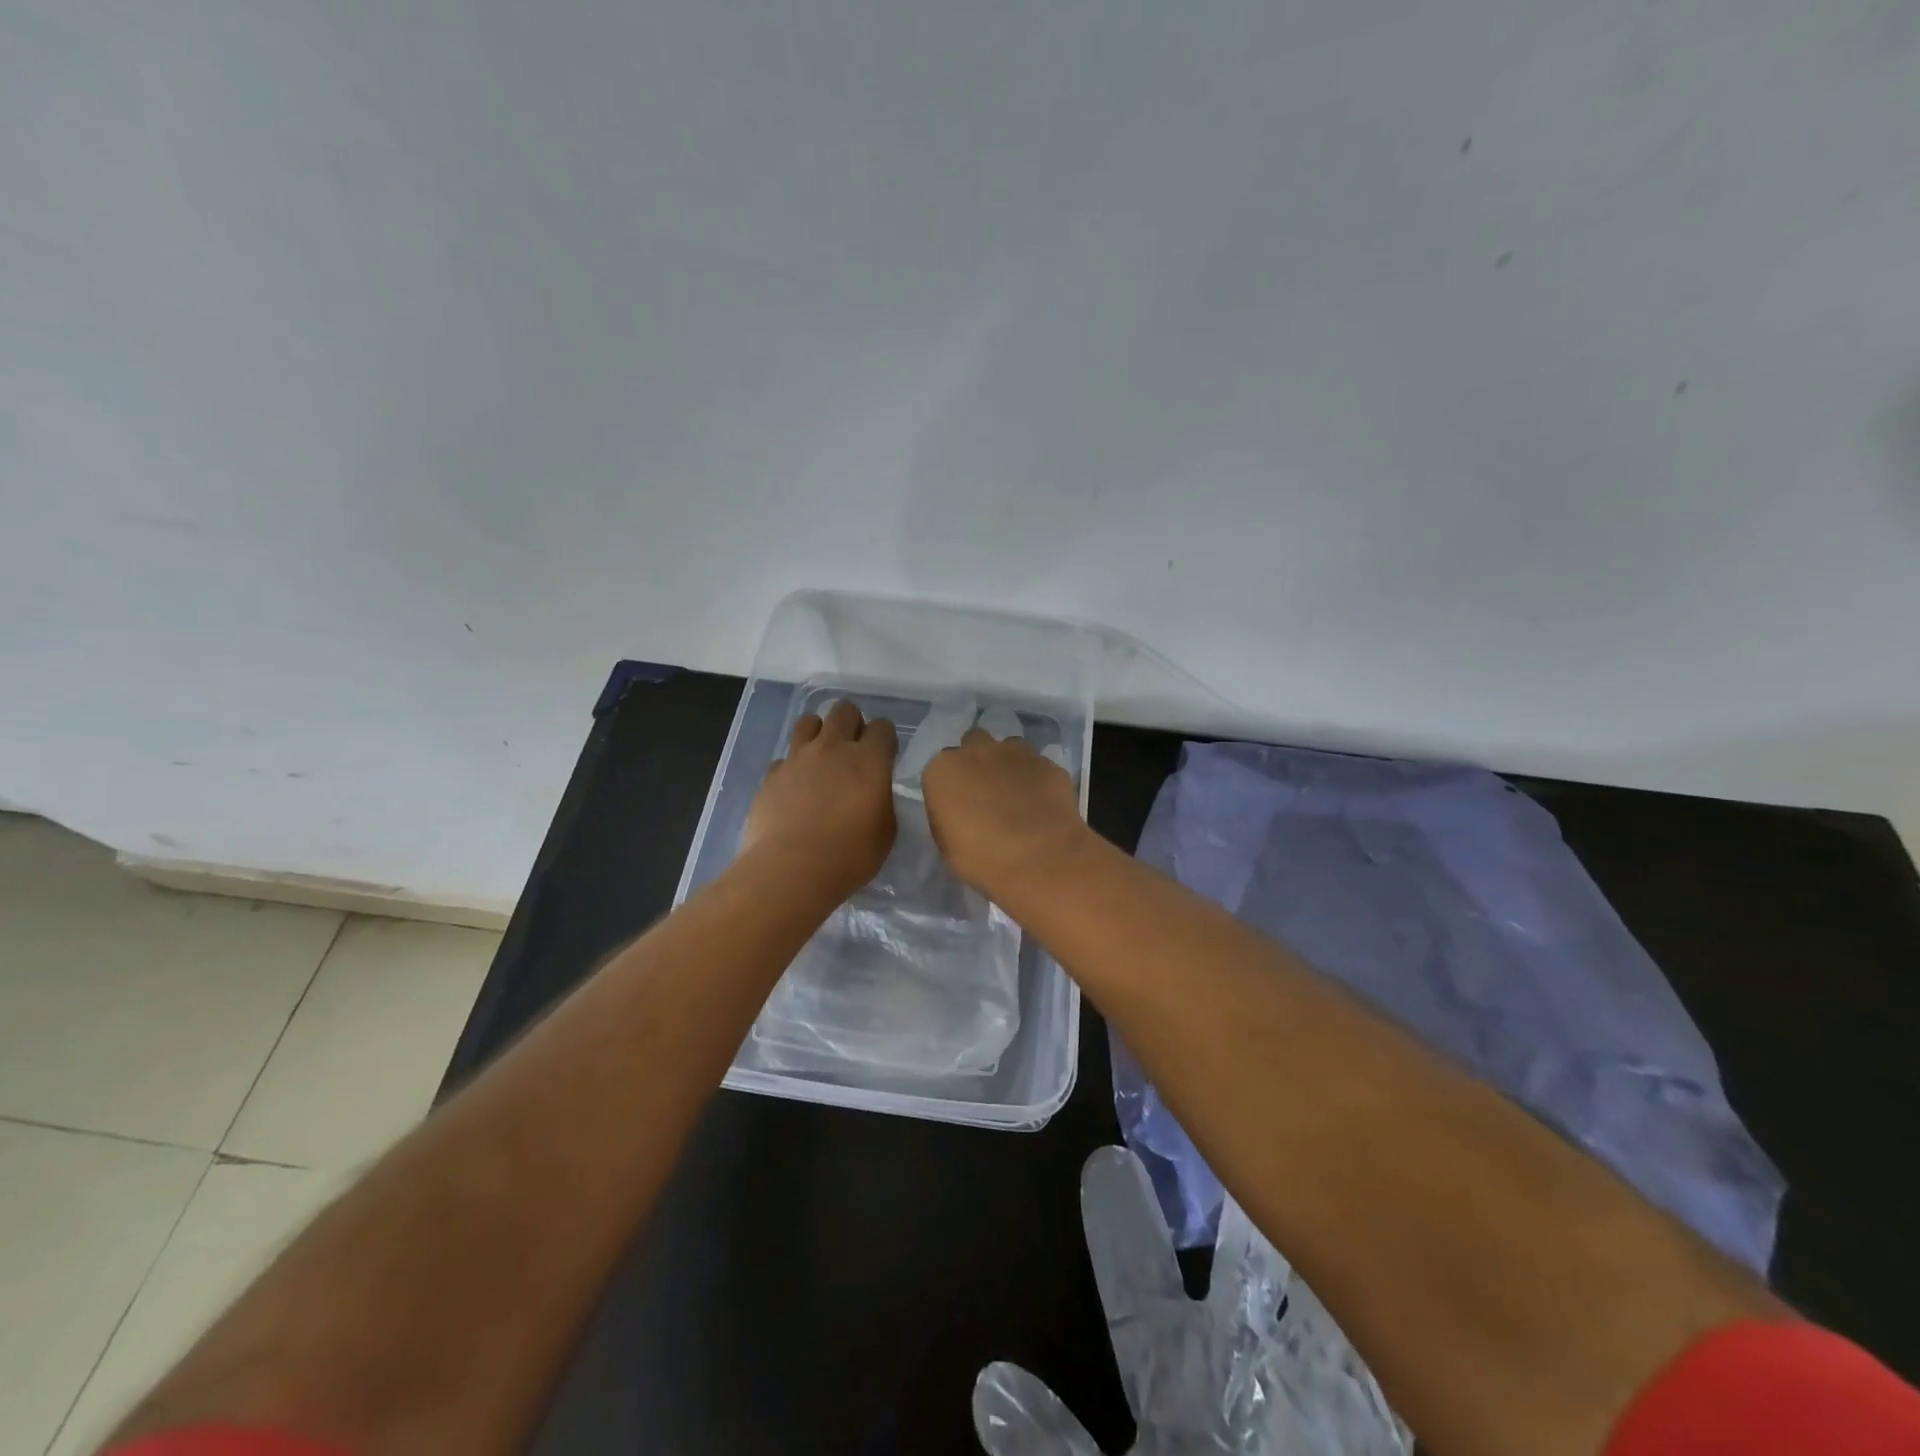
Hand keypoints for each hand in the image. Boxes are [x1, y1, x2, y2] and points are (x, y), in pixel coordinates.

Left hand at [744, 701, 897, 899]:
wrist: (792, 869)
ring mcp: (797, 758)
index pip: (883, 727)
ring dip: (818, 733)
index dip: (884, 739)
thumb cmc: (851, 855)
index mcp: (869, 759)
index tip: (883, 757)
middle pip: (844, 711)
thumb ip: (881, 800)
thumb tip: (873, 792)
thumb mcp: (886, 830)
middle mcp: (833, 748)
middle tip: (853, 749)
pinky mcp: (770, 776)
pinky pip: (782, 759)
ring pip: (807, 722)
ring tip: (821, 758)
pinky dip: (790, 768)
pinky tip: (794, 788)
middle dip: (851, 723)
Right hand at [921, 728, 1091, 897]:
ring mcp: (1017, 753)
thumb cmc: (982, 858)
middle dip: (979, 761)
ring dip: (1009, 765)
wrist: (1039, 858)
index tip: (960, 805)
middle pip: (974, 743)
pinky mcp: (1048, 764)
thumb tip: (959, 809)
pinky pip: (1038, 767)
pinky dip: (1037, 780)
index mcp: (944, 769)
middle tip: (987, 792)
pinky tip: (1043, 805)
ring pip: (1009, 749)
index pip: (942, 767)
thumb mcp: (947, 844)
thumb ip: (948, 815)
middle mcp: (978, 751)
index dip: (952, 785)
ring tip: (1018, 796)